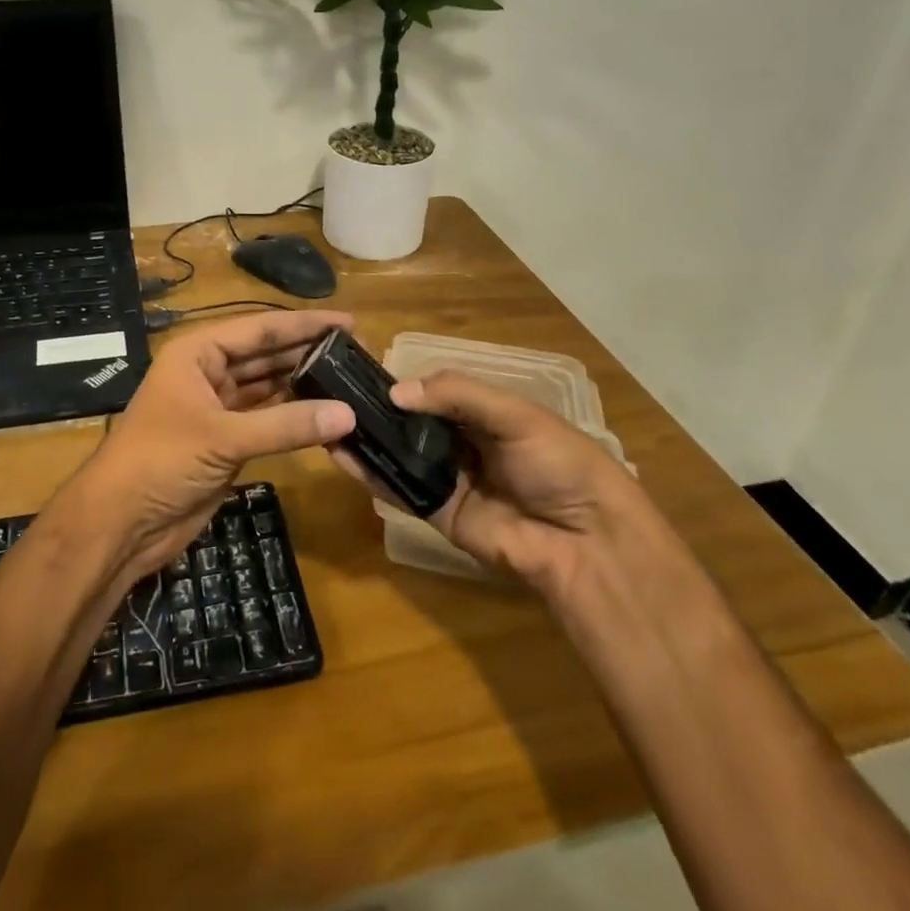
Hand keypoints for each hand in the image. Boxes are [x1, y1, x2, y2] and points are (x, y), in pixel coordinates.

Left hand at [67, 310, 356, 580]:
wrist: (121, 523)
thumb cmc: (161, 461)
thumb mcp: (223, 438)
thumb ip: (286, 425)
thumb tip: (349, 414)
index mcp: (198, 353)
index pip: (260, 329)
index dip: (304, 325)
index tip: (348, 321)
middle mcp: (208, 372)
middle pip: (266, 355)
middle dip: (307, 352)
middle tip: (357, 352)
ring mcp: (217, 408)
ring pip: (268, 387)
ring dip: (303, 384)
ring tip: (349, 378)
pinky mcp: (225, 441)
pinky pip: (267, 420)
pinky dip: (293, 417)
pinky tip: (325, 413)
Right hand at [333, 370, 638, 601]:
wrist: (585, 541)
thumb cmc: (558, 463)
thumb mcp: (515, 415)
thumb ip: (457, 395)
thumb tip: (395, 392)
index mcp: (484, 413)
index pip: (433, 390)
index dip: (401, 381)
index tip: (359, 369)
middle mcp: (461, 442)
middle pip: (410, 421)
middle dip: (376, 409)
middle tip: (330, 391)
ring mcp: (447, 478)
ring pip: (398, 453)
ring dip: (365, 438)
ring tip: (324, 417)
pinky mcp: (436, 512)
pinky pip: (398, 489)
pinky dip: (369, 473)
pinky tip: (339, 453)